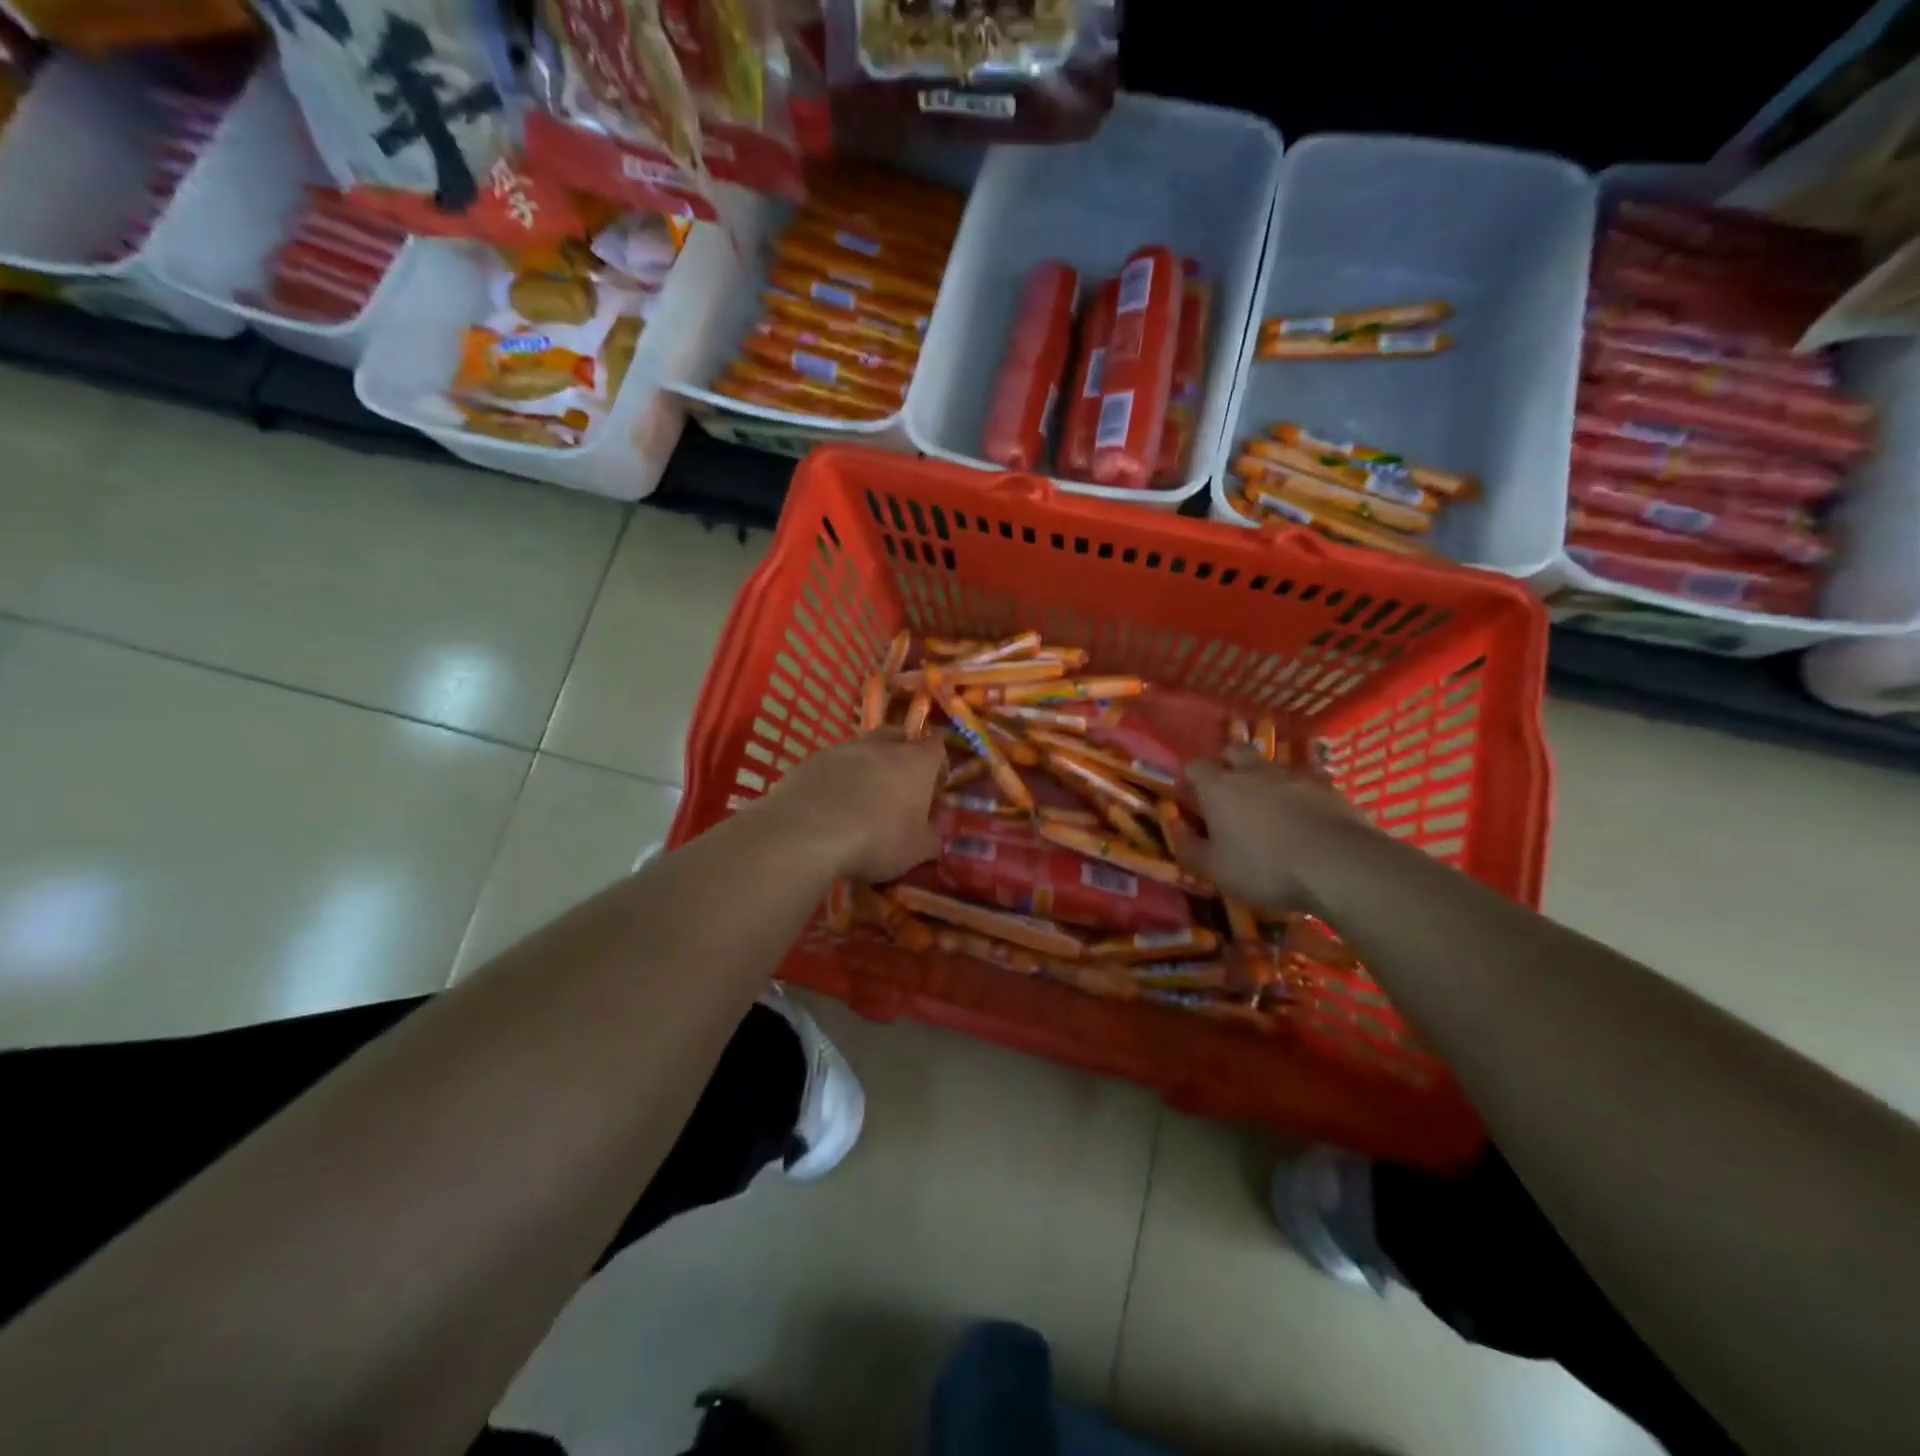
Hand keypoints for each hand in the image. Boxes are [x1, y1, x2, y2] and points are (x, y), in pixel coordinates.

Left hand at [760, 729, 943, 881]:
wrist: (807, 834)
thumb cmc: (877, 840)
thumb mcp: (917, 851)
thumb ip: (932, 838)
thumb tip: (935, 834)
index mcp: (916, 761)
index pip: (937, 747)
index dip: (938, 767)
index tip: (933, 793)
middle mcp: (881, 745)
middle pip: (898, 738)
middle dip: (901, 758)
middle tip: (898, 790)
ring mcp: (842, 749)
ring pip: (862, 750)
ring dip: (866, 768)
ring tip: (860, 801)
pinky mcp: (810, 760)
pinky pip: (832, 764)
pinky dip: (836, 779)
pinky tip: (830, 807)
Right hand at [1176, 747, 1365, 912]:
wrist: (1340, 865)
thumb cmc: (1265, 867)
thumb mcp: (1215, 870)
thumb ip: (1190, 850)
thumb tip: (1177, 833)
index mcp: (1219, 786)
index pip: (1194, 766)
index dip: (1190, 780)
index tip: (1192, 801)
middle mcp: (1254, 771)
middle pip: (1234, 751)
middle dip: (1227, 766)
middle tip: (1229, 796)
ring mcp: (1294, 776)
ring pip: (1271, 767)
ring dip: (1264, 781)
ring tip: (1268, 812)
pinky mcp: (1328, 788)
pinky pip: (1303, 784)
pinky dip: (1297, 797)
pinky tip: (1303, 822)